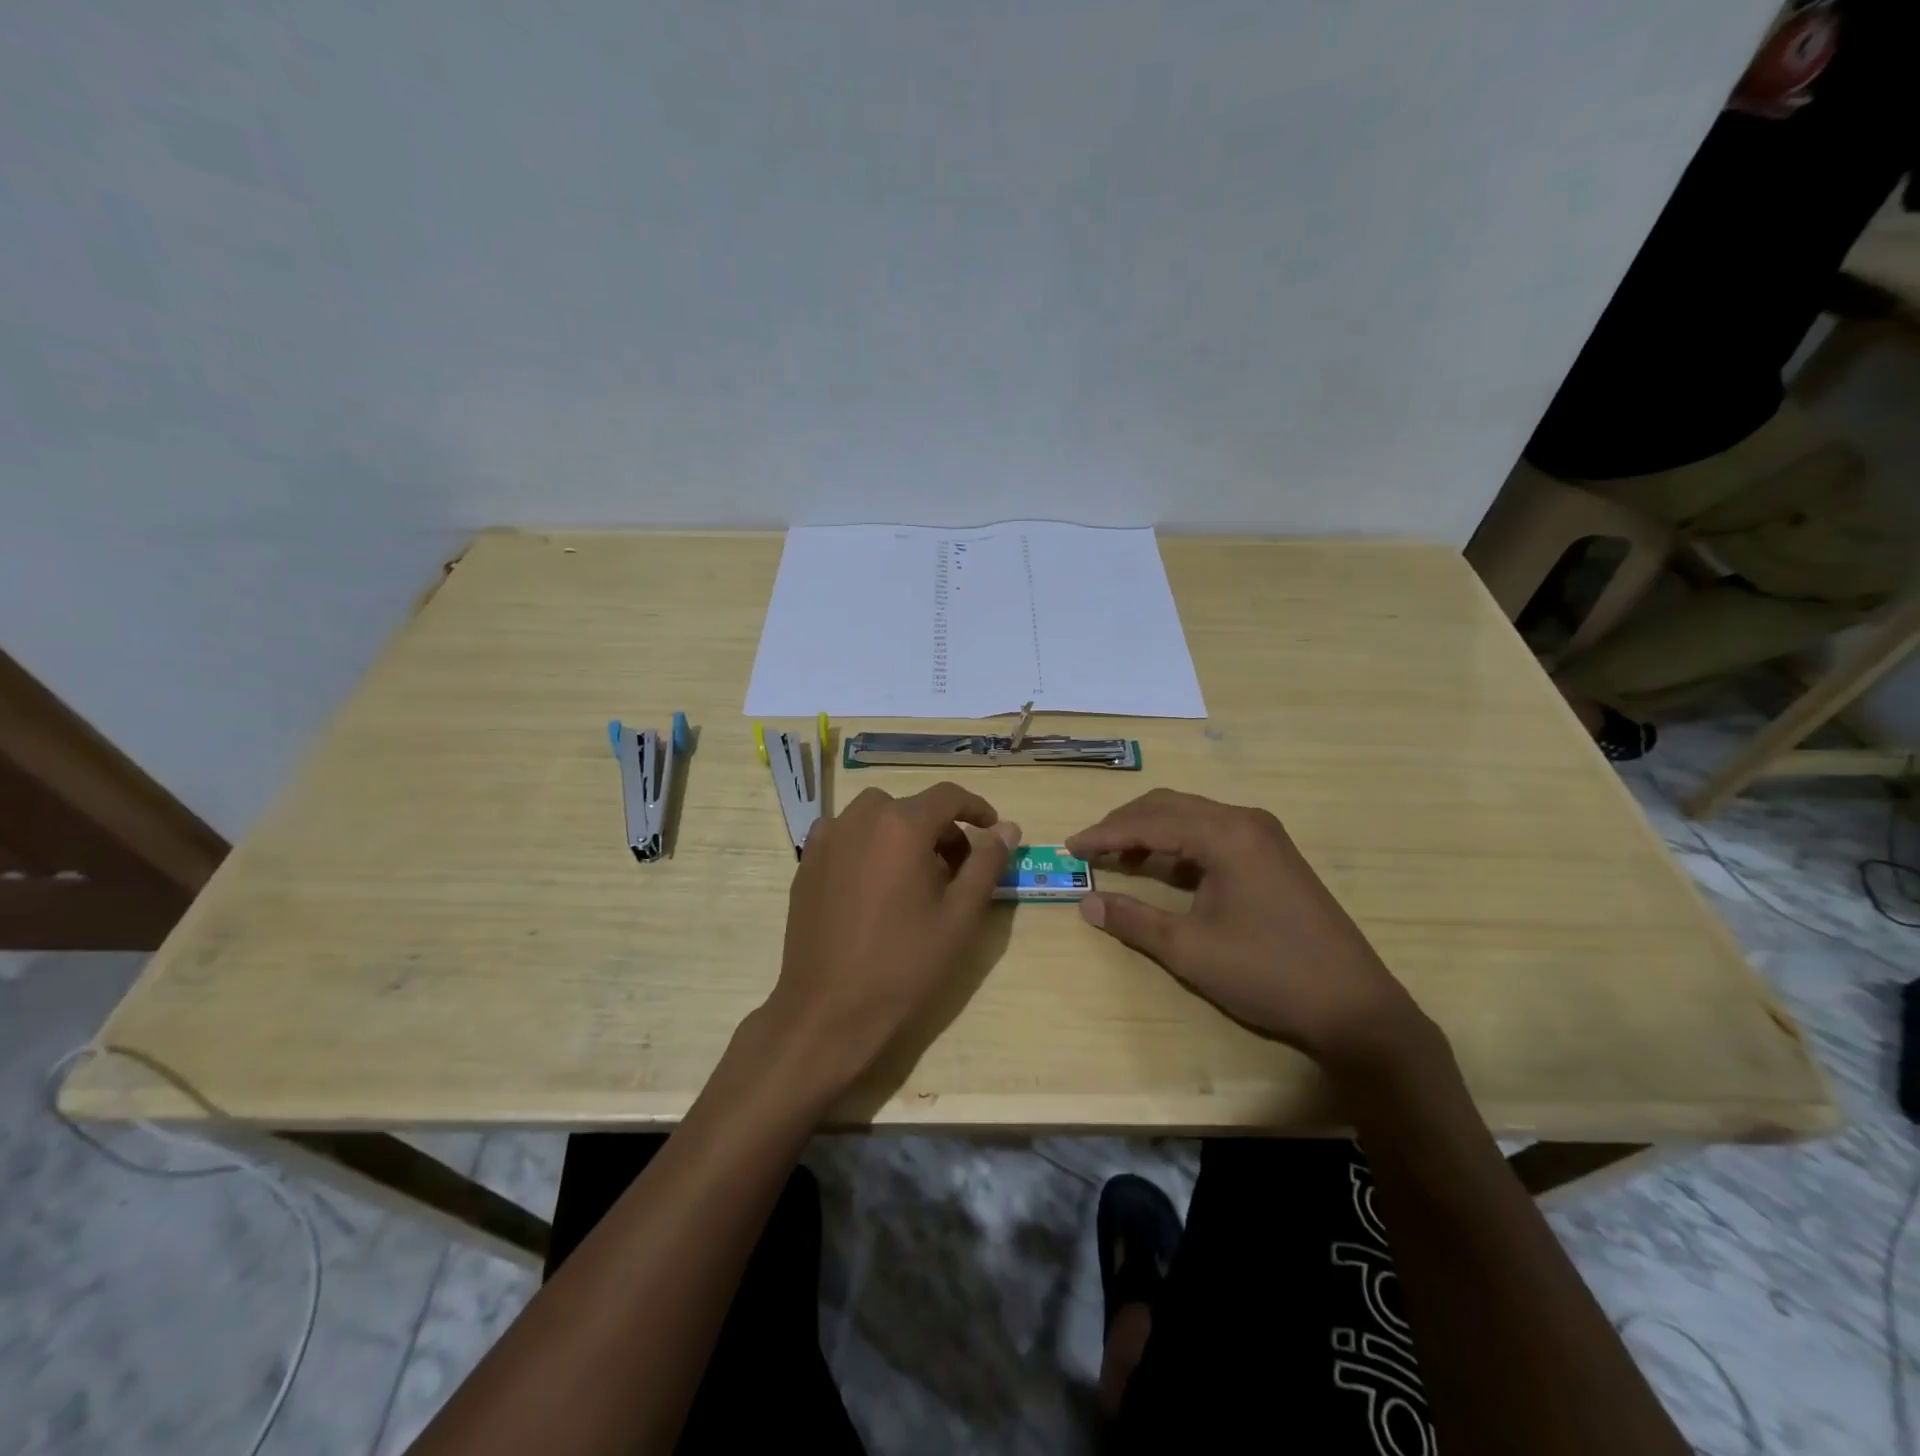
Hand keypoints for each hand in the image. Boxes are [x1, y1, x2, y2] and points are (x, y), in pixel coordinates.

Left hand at [760, 782, 1019, 1097]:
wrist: (829, 1010)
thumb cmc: (904, 964)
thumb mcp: (960, 916)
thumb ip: (986, 863)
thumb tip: (1007, 828)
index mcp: (901, 826)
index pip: (947, 796)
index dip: (976, 809)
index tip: (993, 830)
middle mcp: (859, 819)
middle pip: (910, 807)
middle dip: (939, 828)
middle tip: (956, 869)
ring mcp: (827, 840)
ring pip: (875, 816)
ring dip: (901, 832)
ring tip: (913, 876)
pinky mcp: (807, 864)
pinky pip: (845, 835)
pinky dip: (867, 844)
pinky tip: (874, 885)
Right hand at [1067, 789, 1429, 1069]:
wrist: (1355, 1008)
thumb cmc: (1267, 973)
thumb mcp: (1189, 950)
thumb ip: (1133, 920)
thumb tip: (1086, 901)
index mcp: (1226, 834)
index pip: (1149, 821)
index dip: (1105, 834)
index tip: (1070, 846)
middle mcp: (1245, 821)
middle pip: (1170, 806)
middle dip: (1125, 824)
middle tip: (1090, 847)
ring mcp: (1264, 837)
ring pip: (1192, 817)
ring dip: (1152, 831)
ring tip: (1118, 857)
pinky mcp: (1274, 856)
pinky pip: (1213, 834)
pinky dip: (1179, 844)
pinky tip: (1163, 868)